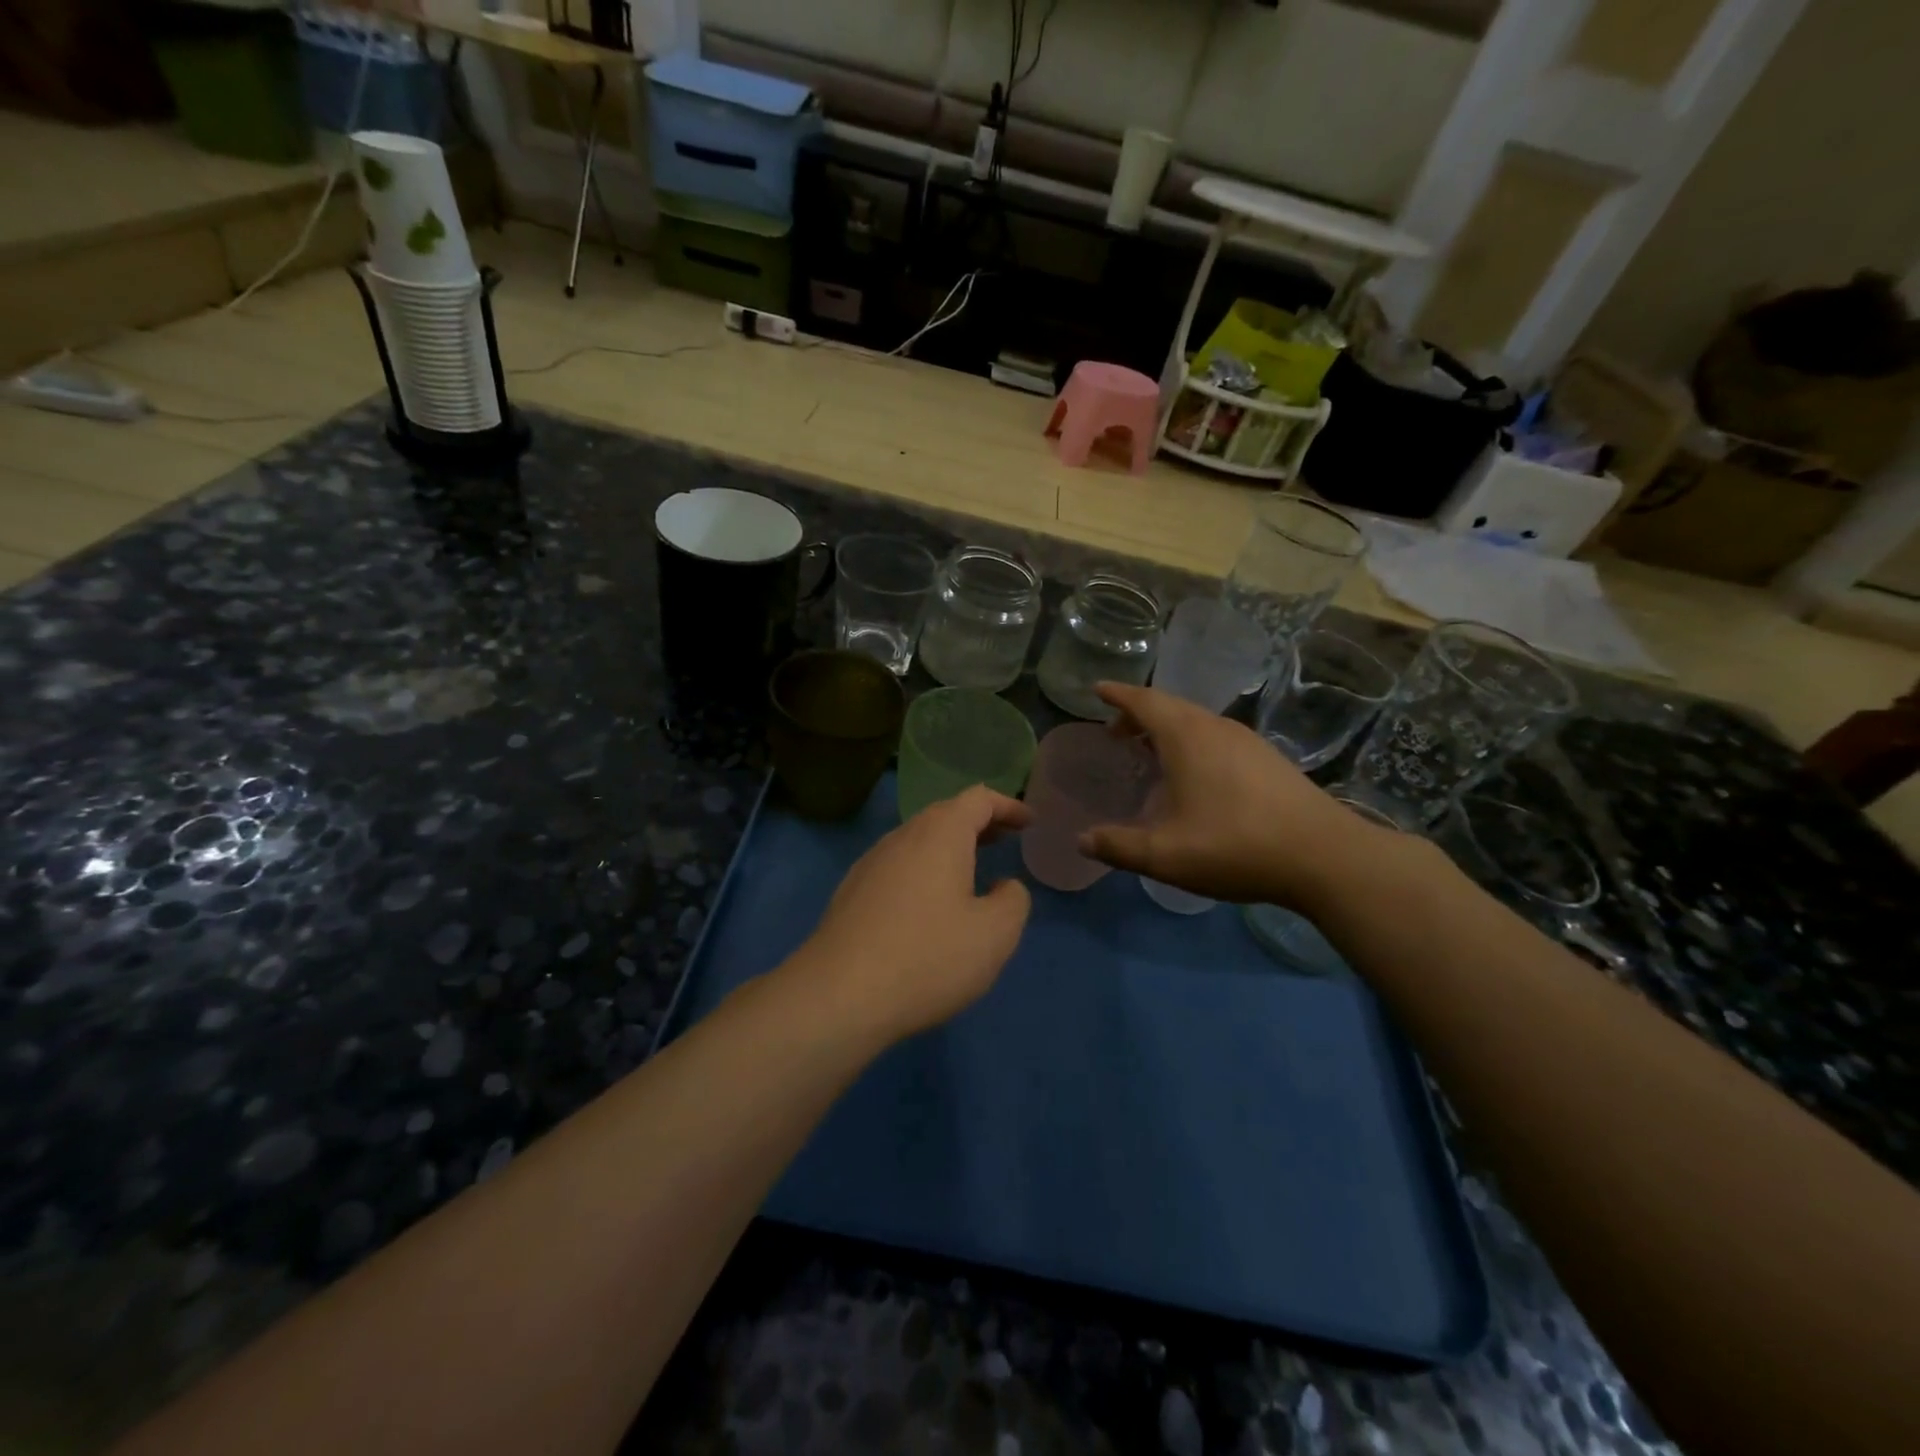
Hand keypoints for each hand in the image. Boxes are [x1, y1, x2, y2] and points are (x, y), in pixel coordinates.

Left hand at [790, 786, 1032, 1045]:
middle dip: (979, 823)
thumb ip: (1013, 901)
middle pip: (945, 814)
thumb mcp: (995, 935)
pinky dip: (925, 869)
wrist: (838, 995)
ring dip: (949, 847)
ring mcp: (871, 863)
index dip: (1008, 806)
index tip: (1029, 822)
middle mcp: (902, 837)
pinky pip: (898, 865)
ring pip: (918, 840)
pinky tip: (929, 904)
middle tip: (1006, 840)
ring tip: (972, 870)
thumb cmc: (928, 958)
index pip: (978, 799)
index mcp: (940, 835)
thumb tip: (1003, 887)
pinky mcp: (852, 892)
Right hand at [1079, 682, 1393, 906]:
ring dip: (1166, 728)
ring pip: (1196, 721)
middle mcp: (1216, 728)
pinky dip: (1191, 741)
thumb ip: (1118, 846)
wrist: (1324, 856)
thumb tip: (1082, 840)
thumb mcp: (1165, 855)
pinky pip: (1216, 736)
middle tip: (1115, 732)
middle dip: (1138, 713)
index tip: (1097, 689)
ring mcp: (1247, 741)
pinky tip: (1194, 774)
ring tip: (1148, 751)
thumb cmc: (1235, 846)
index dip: (1118, 695)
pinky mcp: (1268, 758)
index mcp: (1187, 737)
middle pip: (1170, 707)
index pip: (1144, 701)